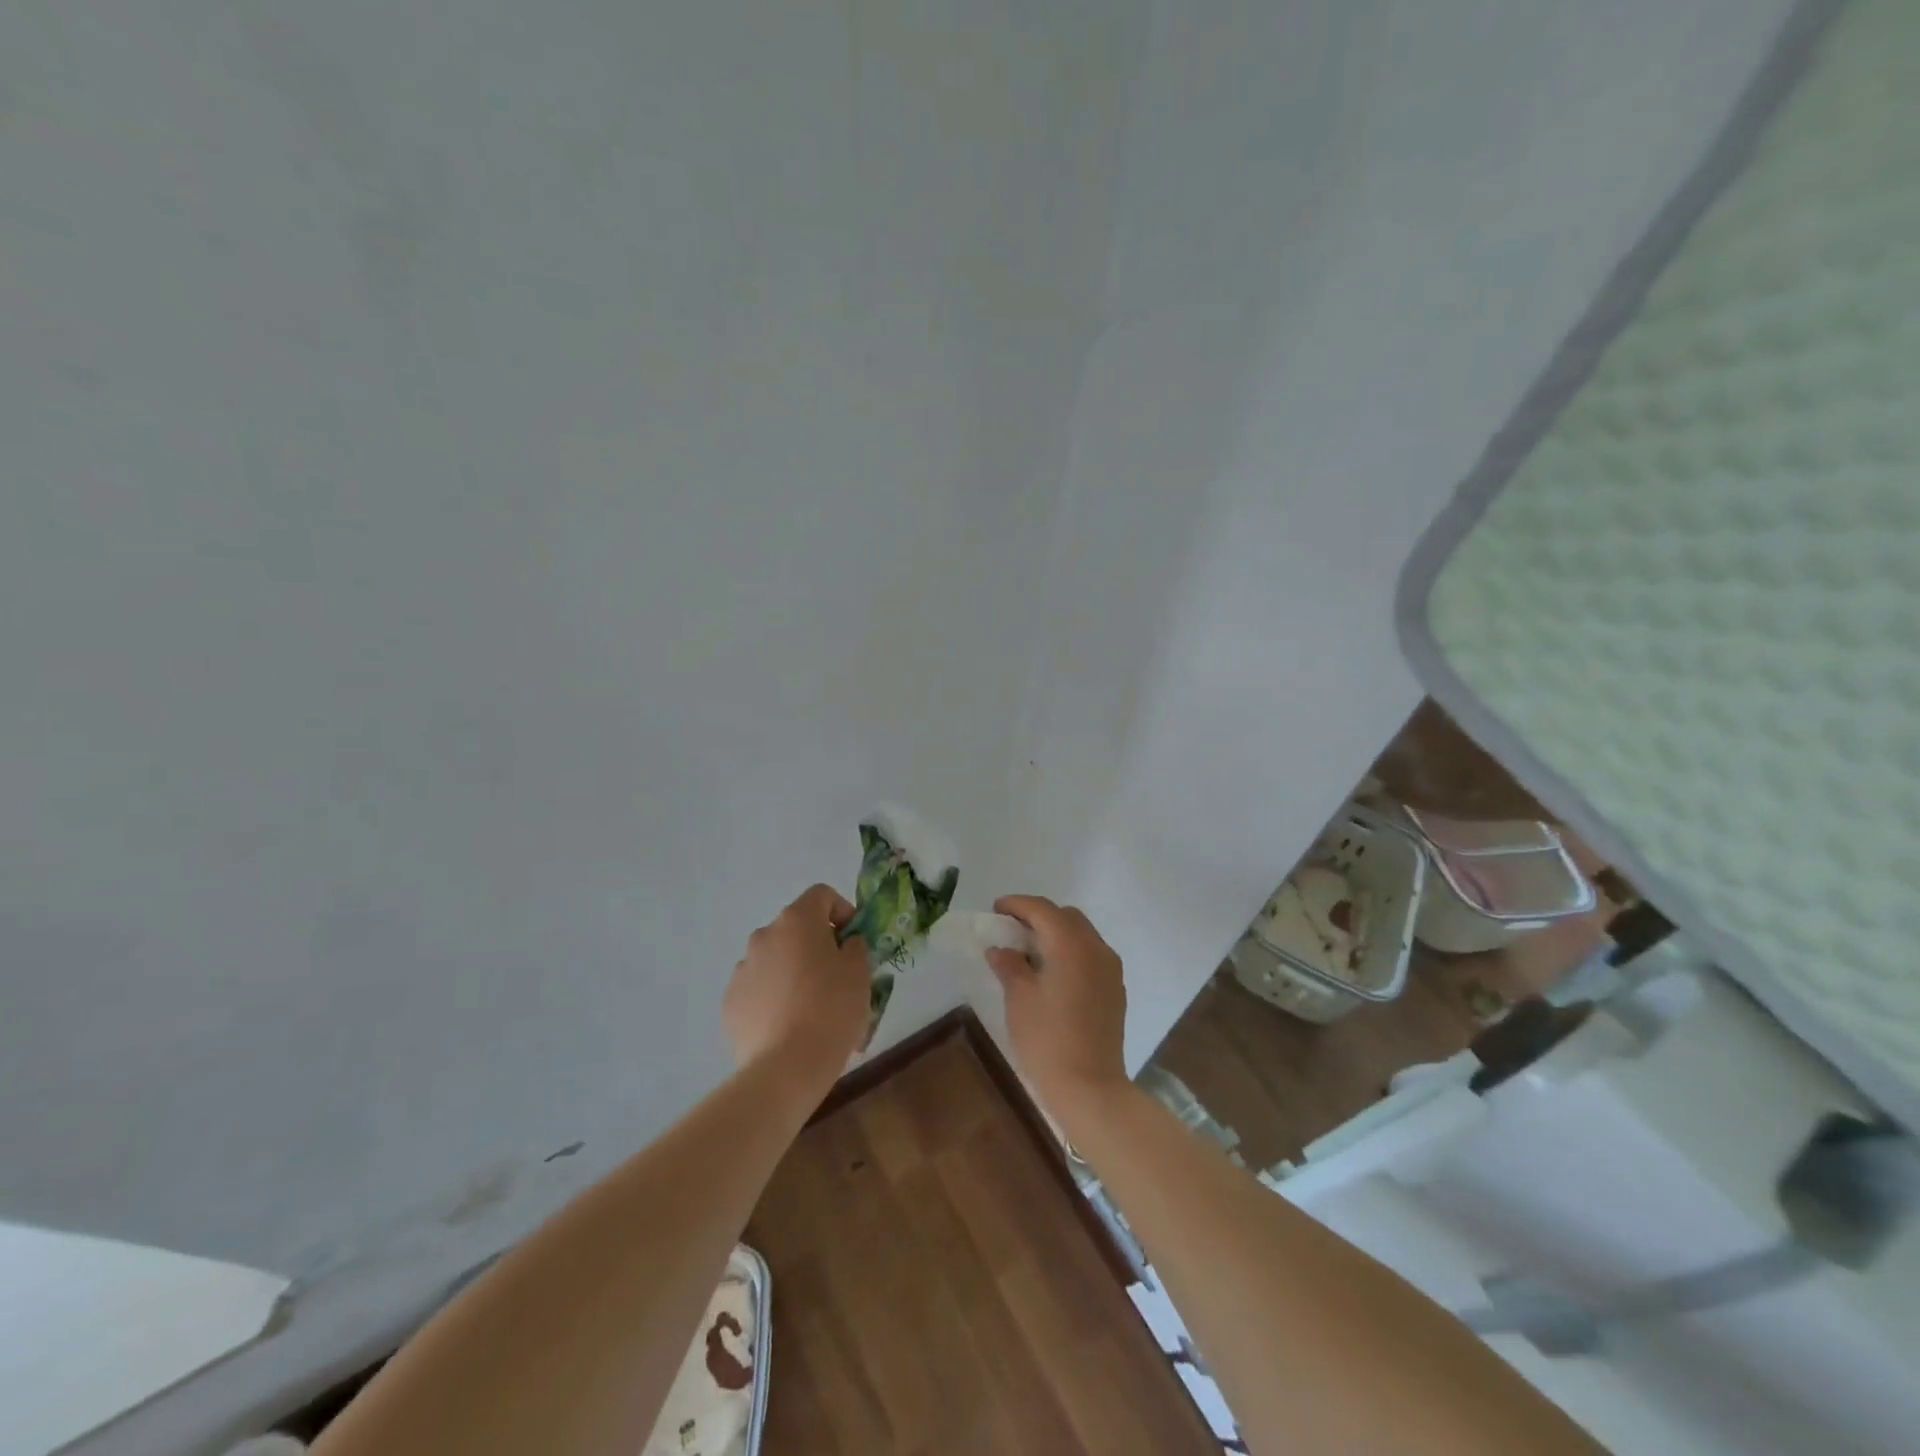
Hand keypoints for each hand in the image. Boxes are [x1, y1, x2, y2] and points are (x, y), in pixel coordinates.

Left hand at [725, 885, 871, 1099]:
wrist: (786, 1067)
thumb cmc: (831, 1009)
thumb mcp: (860, 972)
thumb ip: (855, 946)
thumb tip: (844, 944)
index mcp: (797, 921)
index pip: (821, 895)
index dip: (842, 911)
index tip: (854, 941)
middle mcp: (764, 935)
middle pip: (796, 928)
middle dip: (817, 946)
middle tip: (837, 978)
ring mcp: (742, 969)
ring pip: (775, 959)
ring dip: (793, 971)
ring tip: (812, 1009)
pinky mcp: (730, 1002)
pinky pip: (758, 988)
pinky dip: (773, 997)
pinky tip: (788, 1026)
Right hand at [986, 896, 1130, 1133]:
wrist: (1090, 1087)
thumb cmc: (1047, 1040)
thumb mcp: (1019, 999)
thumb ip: (1009, 965)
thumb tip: (1001, 949)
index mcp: (1070, 944)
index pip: (1042, 909)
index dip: (1017, 904)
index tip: (996, 909)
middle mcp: (1096, 948)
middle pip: (1066, 916)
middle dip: (1038, 916)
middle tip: (1012, 930)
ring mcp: (1110, 969)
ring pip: (1082, 934)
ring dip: (1056, 934)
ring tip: (1030, 953)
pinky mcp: (1116, 989)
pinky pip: (1091, 955)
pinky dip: (1071, 952)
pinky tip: (1052, 974)